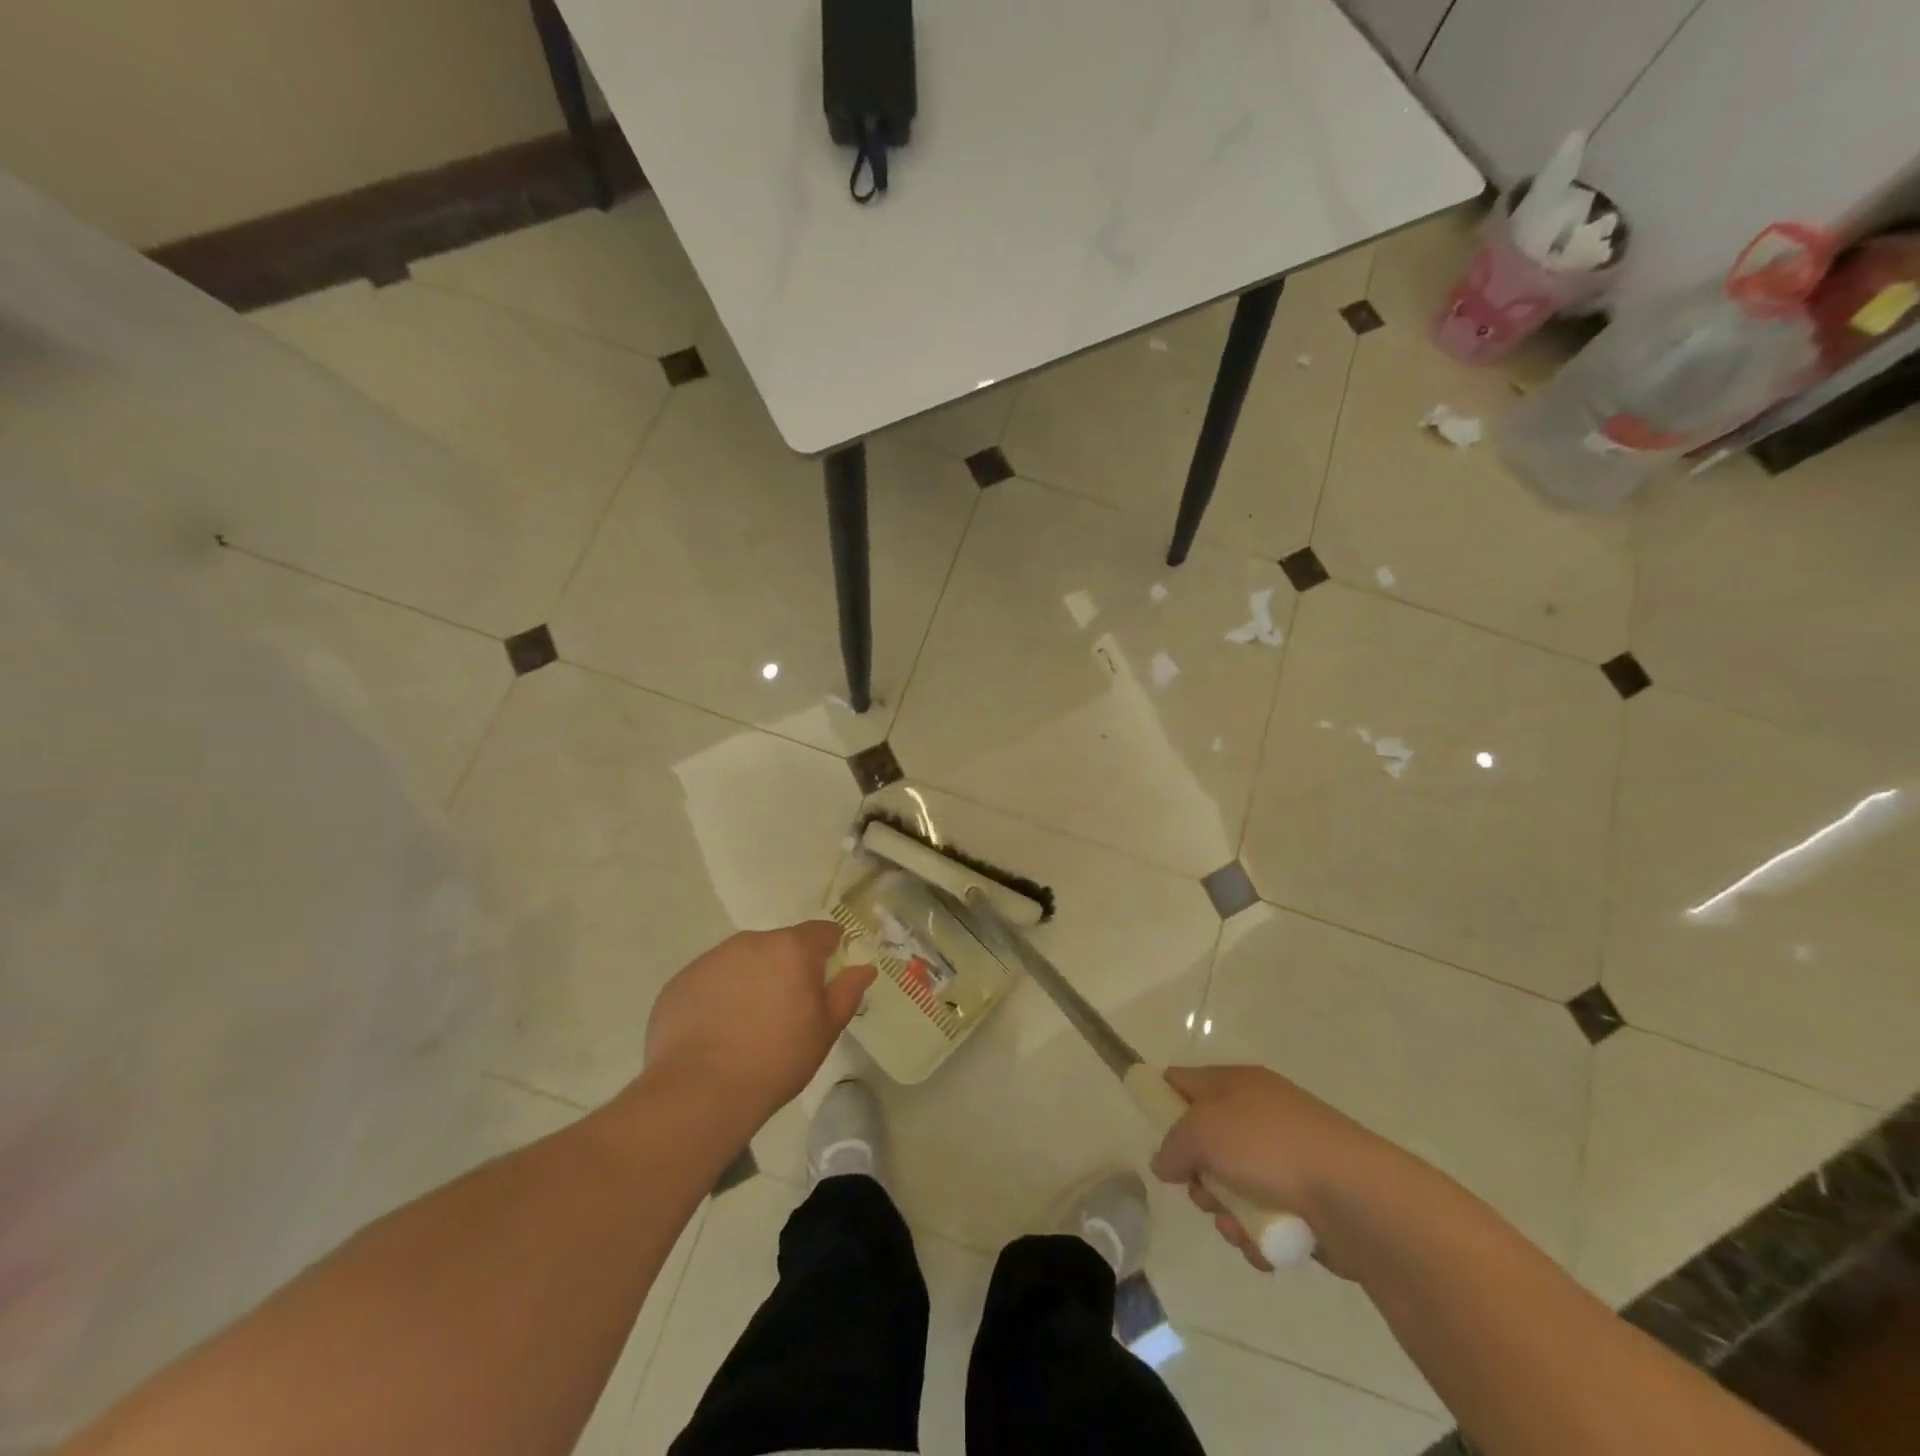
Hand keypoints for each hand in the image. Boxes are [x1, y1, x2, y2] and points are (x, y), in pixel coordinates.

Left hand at [643, 922, 875, 1133]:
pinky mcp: (680, 981)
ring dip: (752, 980)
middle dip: (788, 969)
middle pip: (780, 945)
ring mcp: (711, 959)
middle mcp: (750, 942)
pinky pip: (711, 980)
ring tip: (747, 1025)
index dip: (831, 952)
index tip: (827, 982)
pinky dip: (719, 996)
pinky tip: (716, 1033)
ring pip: (743, 961)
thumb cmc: (776, 1060)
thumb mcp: (825, 1030)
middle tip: (787, 1012)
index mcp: (791, 948)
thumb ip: (847, 991)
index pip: (822, 932)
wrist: (699, 1092)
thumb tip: (864, 967)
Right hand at [1149, 1064, 1398, 1274]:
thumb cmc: (1269, 1147)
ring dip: (1226, 1213)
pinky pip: (1263, 1216)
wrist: (1355, 1197)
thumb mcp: (1203, 1131)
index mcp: (1236, 1083)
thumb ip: (1173, 1144)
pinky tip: (1263, 1245)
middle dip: (1197, 1175)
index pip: (1183, 1080)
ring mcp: (1284, 1157)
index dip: (1162, 1100)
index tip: (1154, 1132)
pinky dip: (1257, 1234)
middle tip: (1201, 1190)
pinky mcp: (1306, 1200)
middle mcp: (1259, 1113)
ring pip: (1232, 1186)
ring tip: (1238, 1226)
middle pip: (1205, 1142)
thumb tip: (1164, 1163)